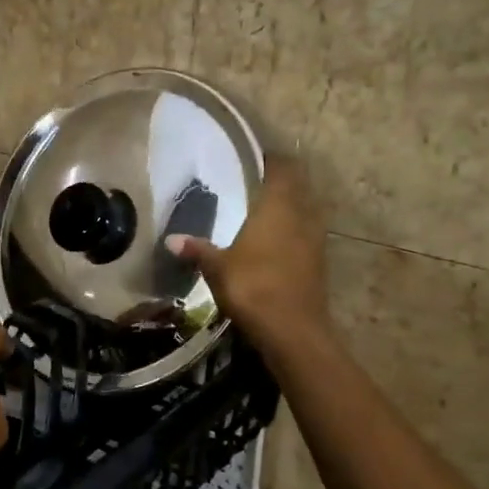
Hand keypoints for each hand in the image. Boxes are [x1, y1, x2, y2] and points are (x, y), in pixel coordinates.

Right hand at [166, 157, 328, 357]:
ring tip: (260, 210)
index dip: (270, 159)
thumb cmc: (254, 287)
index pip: (282, 168)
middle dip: (279, 181)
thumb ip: (197, 250)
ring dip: (288, 207)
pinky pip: (305, 234)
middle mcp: (302, 216)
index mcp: (278, 207)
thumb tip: (171, 239)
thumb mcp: (217, 268)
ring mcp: (314, 240)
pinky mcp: (317, 262)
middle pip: (297, 187)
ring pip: (304, 210)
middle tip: (251, 182)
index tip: (251, 157)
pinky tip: (271, 242)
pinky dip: (291, 231)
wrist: (294, 331)